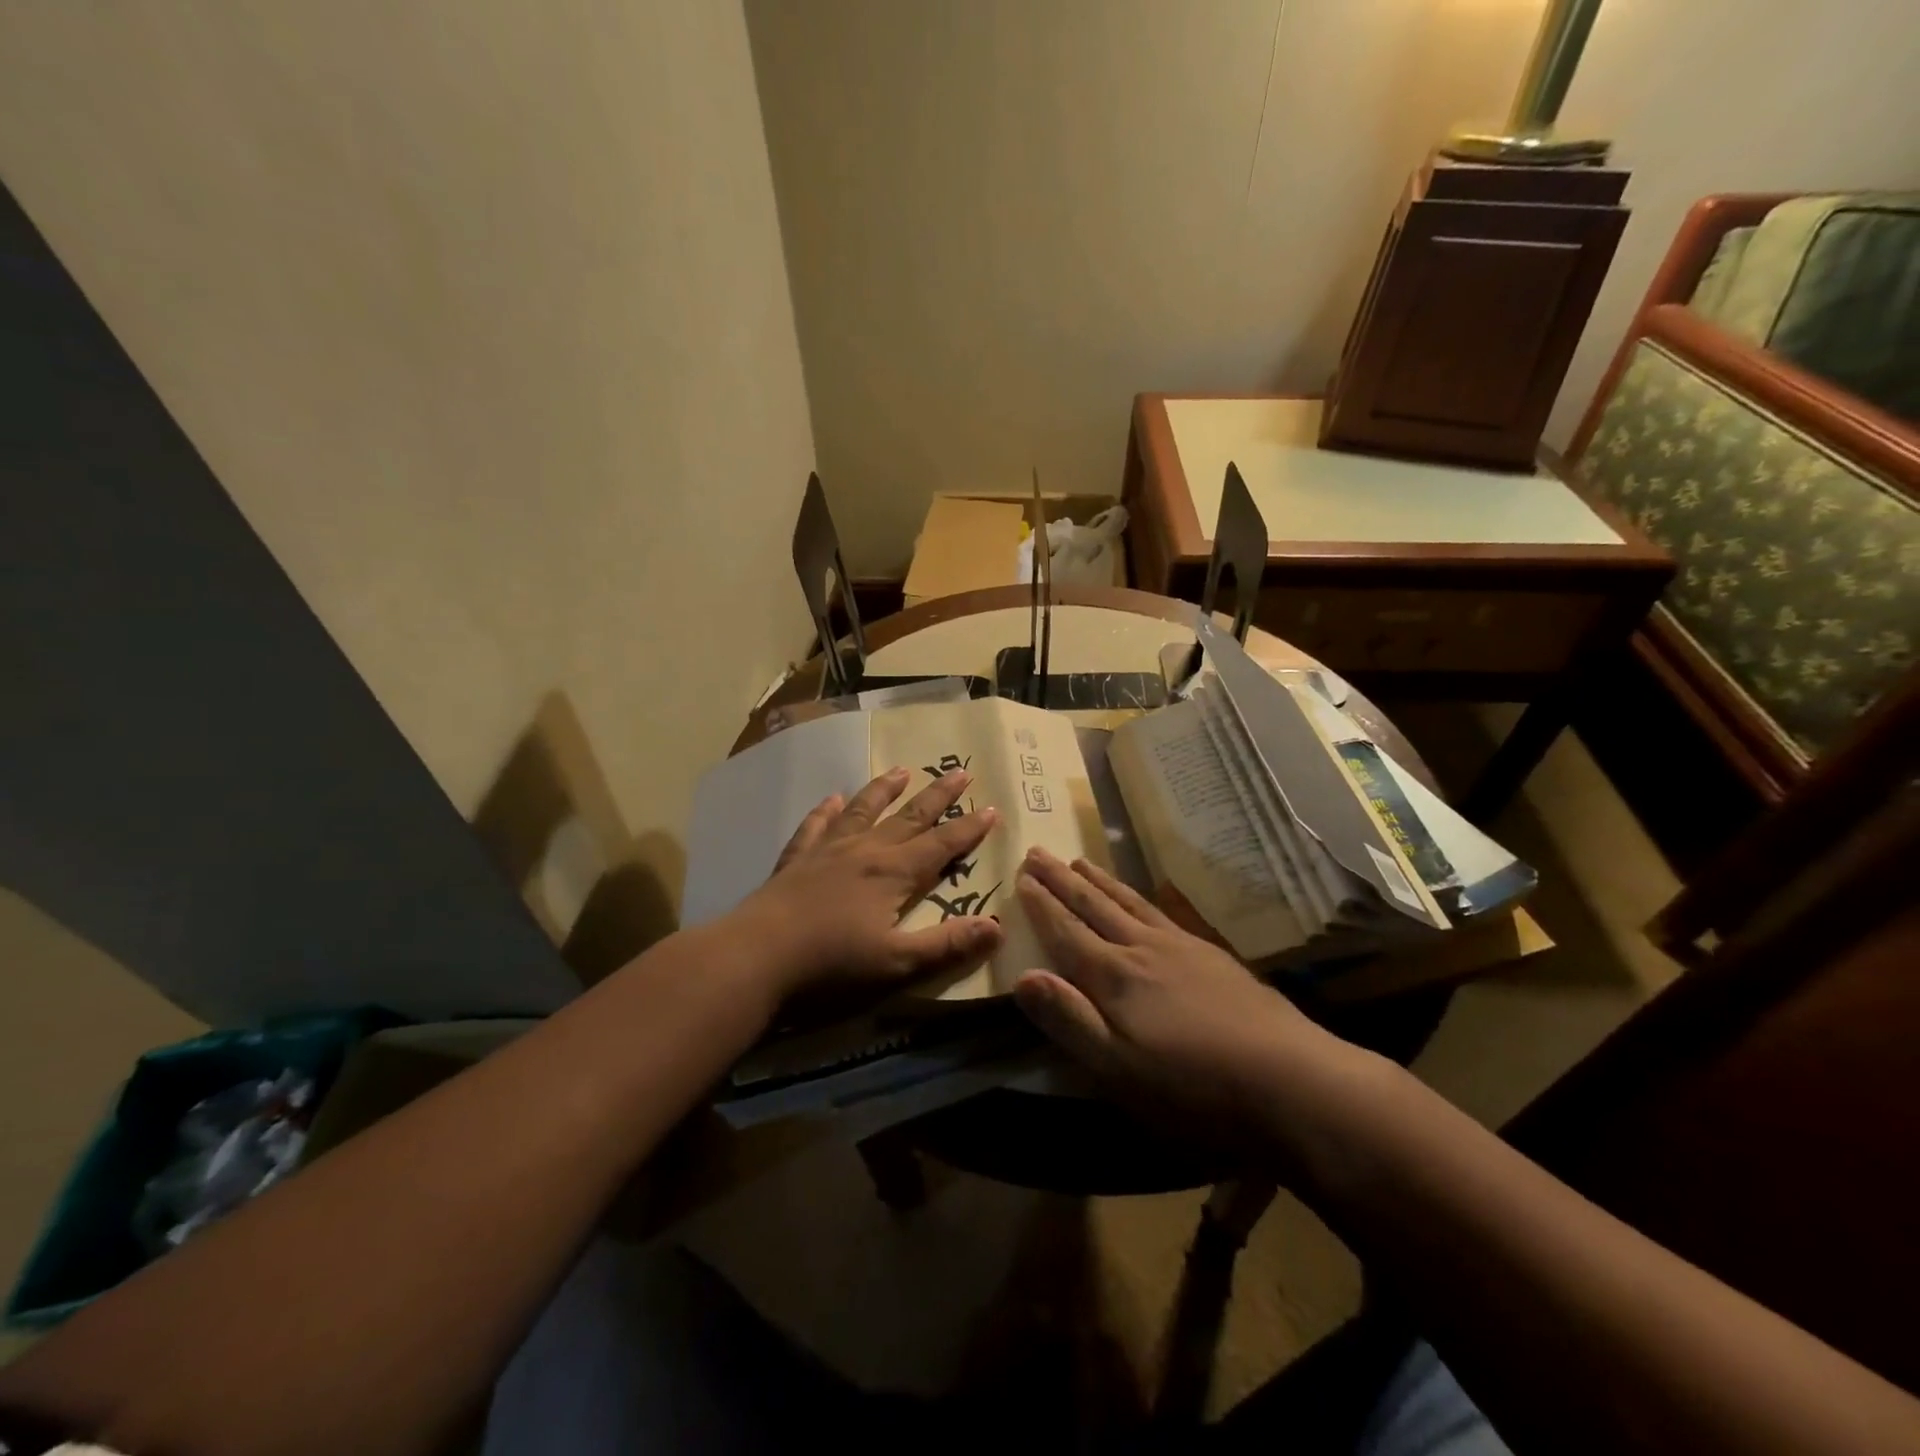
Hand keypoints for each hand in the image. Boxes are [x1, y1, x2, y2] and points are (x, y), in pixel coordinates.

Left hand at [732, 766, 1004, 1001]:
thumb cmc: (832, 965)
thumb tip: (996, 927)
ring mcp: (827, 850)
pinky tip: (831, 799)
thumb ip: (947, 944)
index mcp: (893, 874)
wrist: (756, 957)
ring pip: (863, 810)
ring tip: (901, 771)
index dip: (968, 829)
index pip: (941, 845)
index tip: (991, 808)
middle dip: (937, 796)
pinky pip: (816, 826)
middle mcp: (864, 851)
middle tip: (959, 773)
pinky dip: (826, 811)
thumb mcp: (898, 963)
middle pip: (908, 817)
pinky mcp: (796, 859)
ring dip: (884, 790)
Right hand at [1012, 847, 1351, 1146]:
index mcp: (1114, 977)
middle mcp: (1142, 949)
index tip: (1021, 876)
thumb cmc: (1192, 1085)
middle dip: (1062, 880)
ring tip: (1079, 860)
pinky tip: (1142, 896)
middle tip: (1038, 852)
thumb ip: (1069, 1019)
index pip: (1067, 931)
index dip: (1042, 905)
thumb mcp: (1118, 1068)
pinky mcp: (1211, 955)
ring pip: (1128, 902)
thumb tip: (1022, 975)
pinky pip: (1162, 911)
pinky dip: (1139, 896)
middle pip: (1094, 906)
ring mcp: (1180, 947)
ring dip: (1099, 880)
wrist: (1289, 1077)